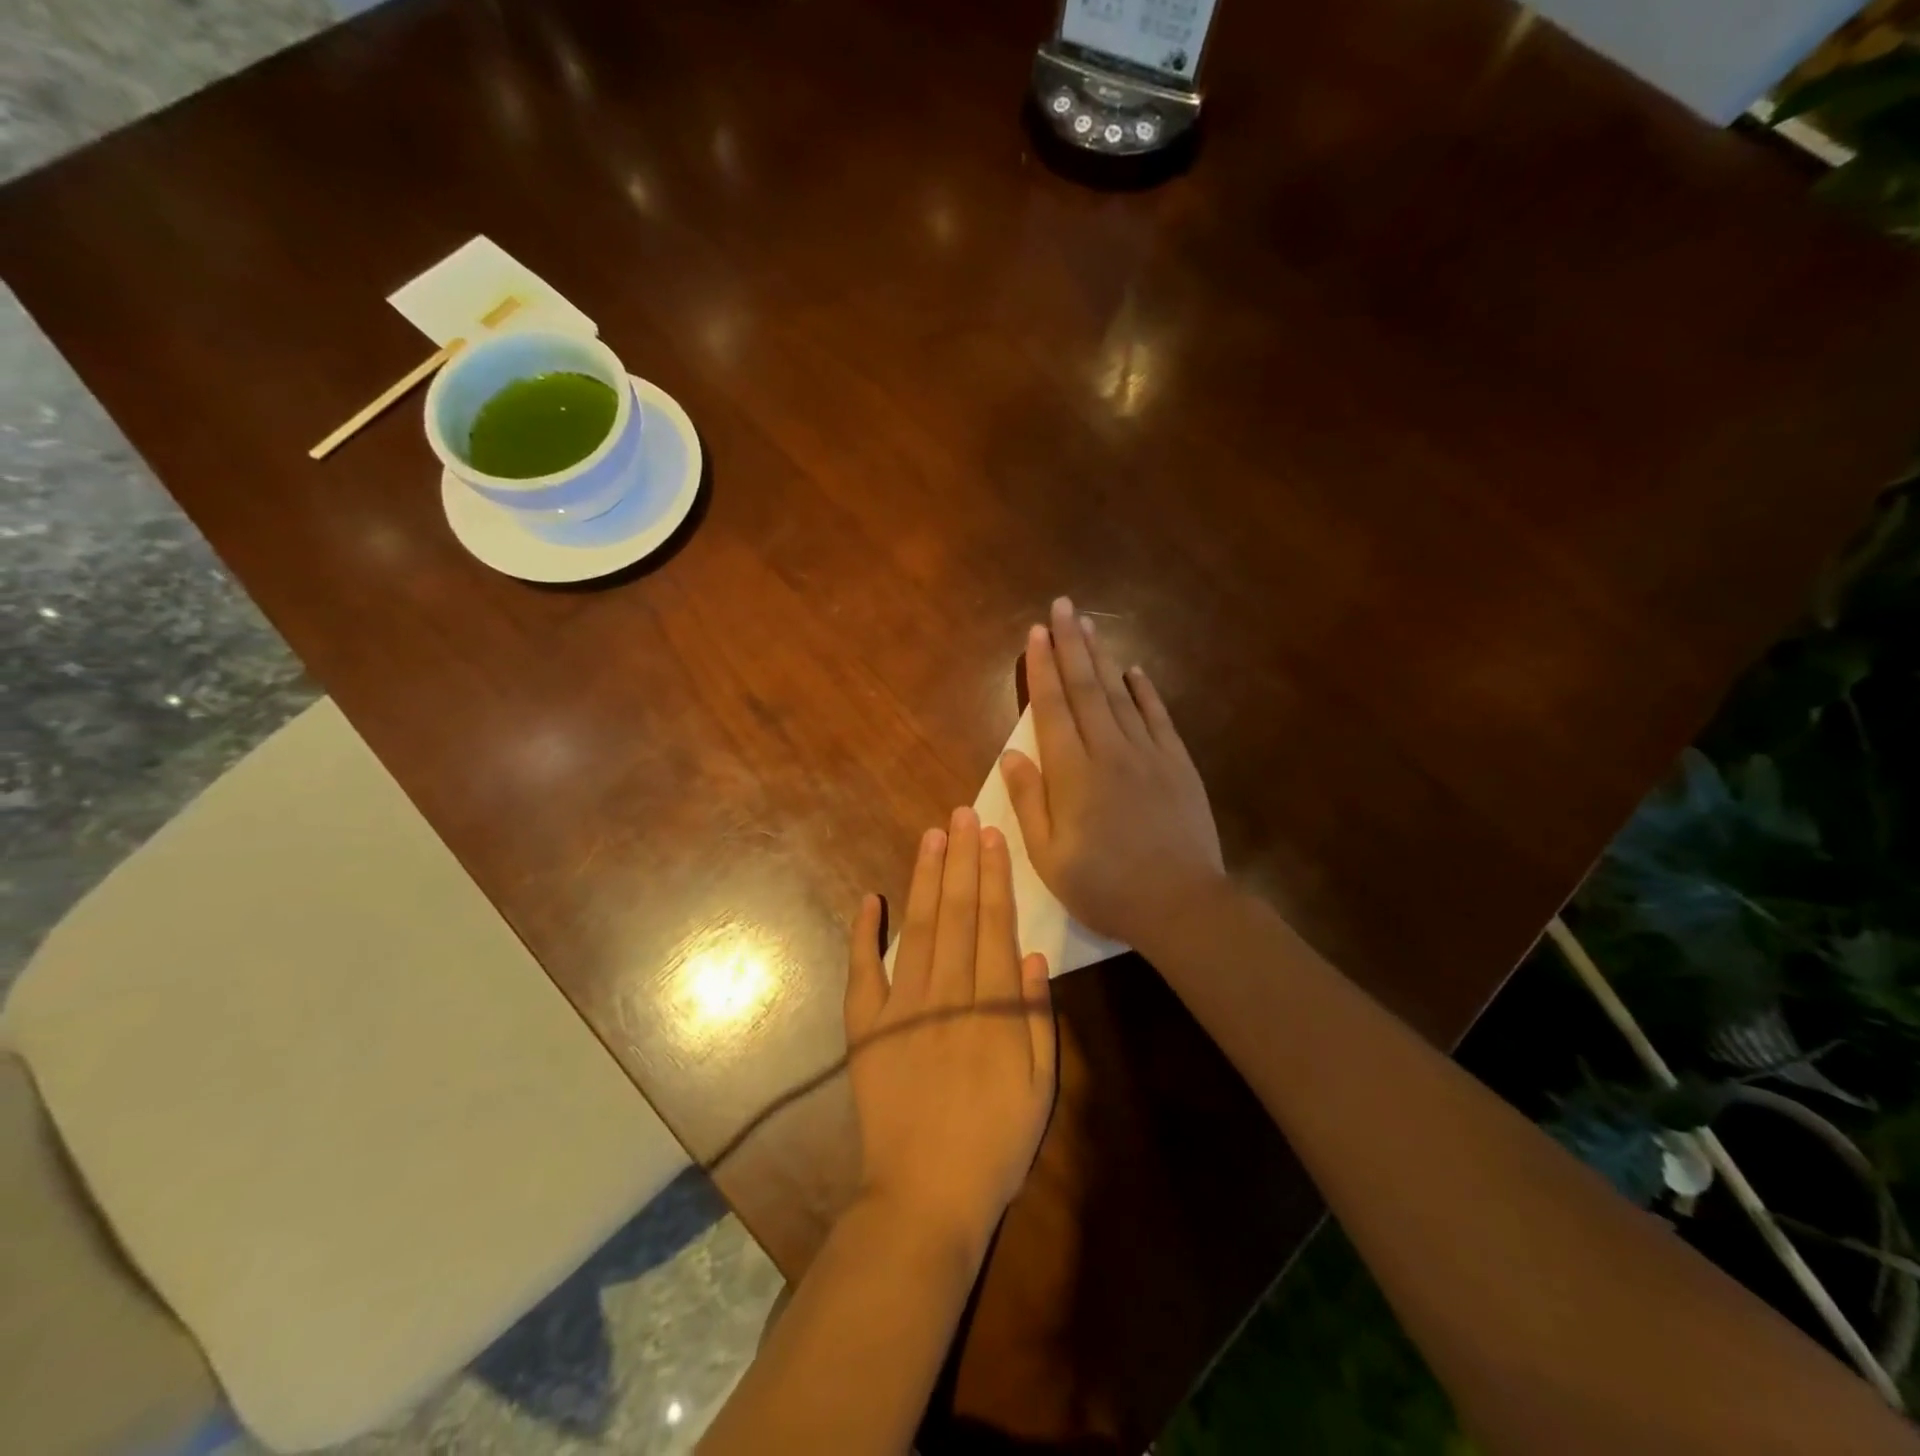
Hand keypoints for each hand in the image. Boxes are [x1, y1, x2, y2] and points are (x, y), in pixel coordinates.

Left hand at [844, 807, 1057, 1256]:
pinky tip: (869, 898)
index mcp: (993, 1006)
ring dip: (925, 879)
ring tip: (931, 837)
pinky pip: (862, 971)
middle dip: (960, 860)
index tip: (991, 837)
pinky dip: (863, 933)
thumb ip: (1038, 1019)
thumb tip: (1034, 956)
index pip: (995, 924)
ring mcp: (901, 1007)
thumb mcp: (1040, 1088)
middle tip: (960, 814)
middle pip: (957, 913)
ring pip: (918, 928)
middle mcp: (947, 992)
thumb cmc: (994, 1145)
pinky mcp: (866, 1028)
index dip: (994, 876)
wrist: (924, 1197)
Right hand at [999, 597, 1226, 950]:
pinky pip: (1158, 717)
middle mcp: (1110, 751)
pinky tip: (1135, 671)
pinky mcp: (1178, 765)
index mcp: (1073, 774)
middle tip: (1062, 606)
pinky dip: (1145, 691)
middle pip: (1086, 688)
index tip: (1035, 633)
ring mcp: (1149, 754)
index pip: (1052, 709)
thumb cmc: (1105, 887)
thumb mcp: (1049, 857)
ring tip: (1089, 624)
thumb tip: (1011, 755)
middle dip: (1071, 645)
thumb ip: (1029, 802)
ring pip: (1120, 694)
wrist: (1181, 904)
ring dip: (1102, 657)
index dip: (1042, 668)